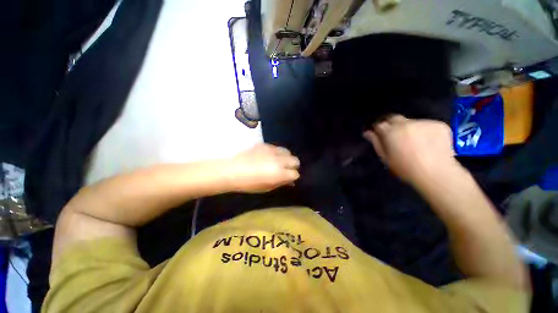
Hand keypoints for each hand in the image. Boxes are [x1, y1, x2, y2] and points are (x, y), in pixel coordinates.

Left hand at [226, 144, 299, 192]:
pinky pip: (276, 147)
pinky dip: (276, 153)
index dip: (292, 177)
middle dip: (292, 166)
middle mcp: (279, 160)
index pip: (295, 173)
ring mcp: (272, 150)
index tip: (288, 178)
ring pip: (287, 151)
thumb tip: (290, 181)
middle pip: (295, 160)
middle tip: (285, 169)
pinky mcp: (265, 145)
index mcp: (279, 173)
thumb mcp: (267, 188)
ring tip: (278, 161)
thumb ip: (281, 183)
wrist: (232, 171)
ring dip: (285, 158)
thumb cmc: (249, 184)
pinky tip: (269, 156)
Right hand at [363, 115, 457, 183]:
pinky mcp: (439, 124)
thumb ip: (376, 142)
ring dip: (409, 128)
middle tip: (394, 136)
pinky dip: (424, 131)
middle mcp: (406, 123)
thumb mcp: (385, 157)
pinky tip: (428, 142)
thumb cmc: (405, 168)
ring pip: (411, 122)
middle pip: (394, 118)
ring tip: (414, 142)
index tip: (378, 133)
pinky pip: (426, 125)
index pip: (379, 124)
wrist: (436, 173)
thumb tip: (368, 132)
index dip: (377, 128)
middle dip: (391, 124)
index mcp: (391, 132)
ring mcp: (424, 123)